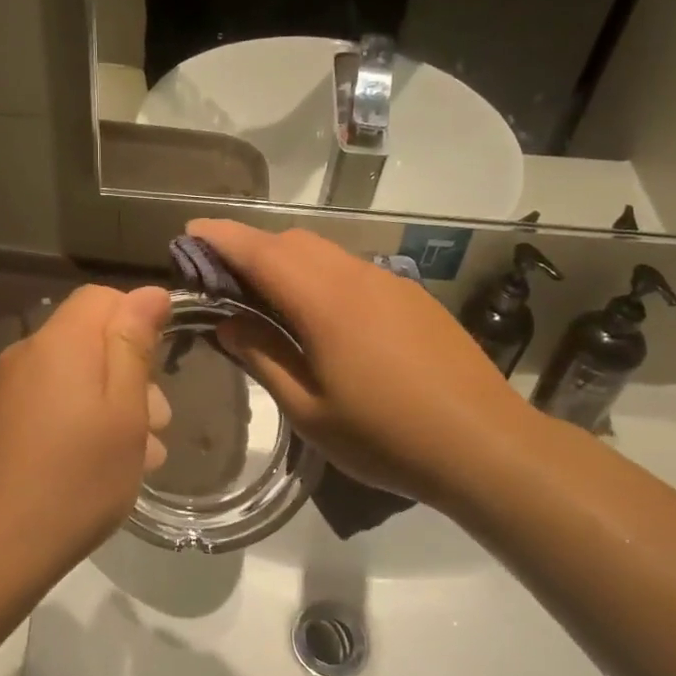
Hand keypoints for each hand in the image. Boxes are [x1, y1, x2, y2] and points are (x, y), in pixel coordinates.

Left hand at [0, 285, 172, 574]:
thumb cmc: (79, 478)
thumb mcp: (125, 410)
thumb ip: (135, 345)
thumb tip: (151, 292)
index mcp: (60, 343)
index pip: (103, 298)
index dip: (138, 318)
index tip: (162, 363)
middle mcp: (27, 354)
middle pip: (89, 337)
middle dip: (131, 370)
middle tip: (157, 424)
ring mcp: (8, 389)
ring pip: (75, 375)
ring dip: (113, 402)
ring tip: (139, 455)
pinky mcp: (0, 420)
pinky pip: (52, 401)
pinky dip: (83, 420)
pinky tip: (103, 463)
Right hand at [186, 220, 531, 510]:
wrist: (485, 444)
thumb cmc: (386, 437)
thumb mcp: (310, 410)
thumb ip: (264, 359)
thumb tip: (229, 324)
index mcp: (325, 302)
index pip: (261, 252)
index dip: (222, 237)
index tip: (190, 231)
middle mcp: (357, 277)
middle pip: (293, 242)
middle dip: (251, 248)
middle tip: (222, 279)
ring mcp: (391, 283)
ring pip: (326, 253)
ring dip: (287, 261)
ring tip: (266, 298)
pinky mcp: (413, 297)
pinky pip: (353, 270)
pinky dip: (321, 275)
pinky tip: (321, 316)